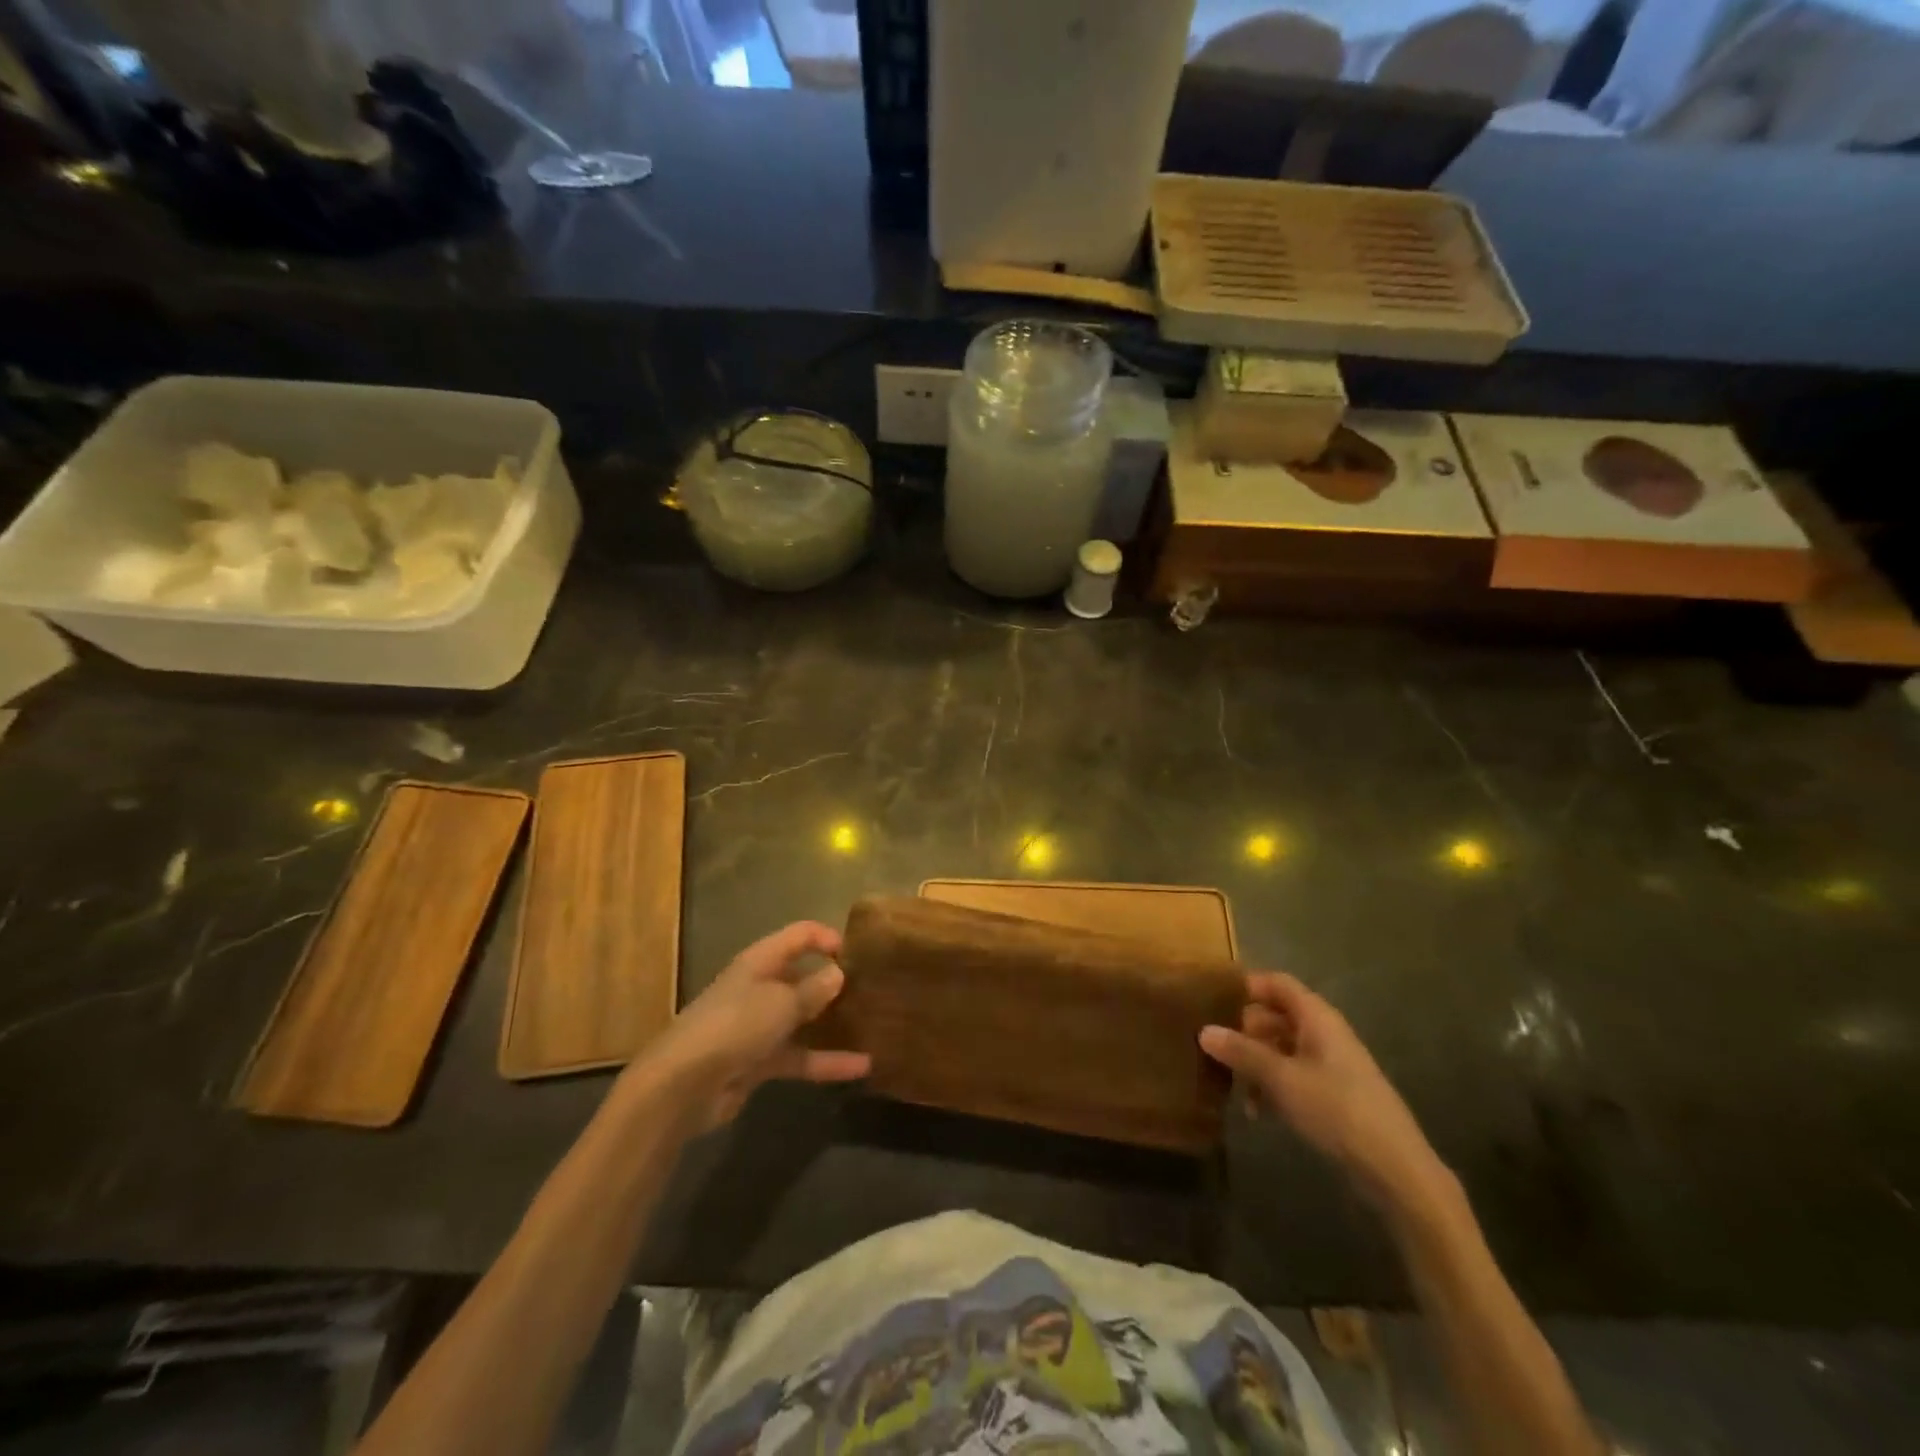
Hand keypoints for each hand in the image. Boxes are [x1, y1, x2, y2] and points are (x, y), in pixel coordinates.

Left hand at [647, 921, 871, 1133]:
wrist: (683, 1085)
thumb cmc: (735, 1026)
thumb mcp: (781, 1002)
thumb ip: (814, 988)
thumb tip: (839, 973)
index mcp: (760, 962)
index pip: (799, 936)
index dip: (827, 937)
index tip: (859, 952)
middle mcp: (759, 988)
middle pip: (801, 977)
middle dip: (833, 982)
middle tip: (872, 990)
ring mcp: (758, 1027)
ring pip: (803, 1019)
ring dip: (833, 1024)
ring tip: (872, 1026)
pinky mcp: (758, 1062)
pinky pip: (800, 1056)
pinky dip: (826, 1061)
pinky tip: (861, 1066)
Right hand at [1200, 972, 1450, 1214]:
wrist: (1396, 1169)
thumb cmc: (1337, 1110)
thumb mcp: (1281, 1079)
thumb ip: (1242, 1052)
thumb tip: (1204, 1030)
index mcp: (1316, 1017)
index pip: (1276, 983)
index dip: (1246, 986)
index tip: (1212, 1001)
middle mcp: (1324, 1032)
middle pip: (1276, 1015)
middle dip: (1245, 1031)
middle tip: (1217, 1050)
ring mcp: (1331, 1063)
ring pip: (1282, 1048)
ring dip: (1256, 1064)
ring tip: (1236, 1089)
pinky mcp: (1334, 1093)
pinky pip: (1293, 1075)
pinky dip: (1273, 1085)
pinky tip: (1259, 1112)